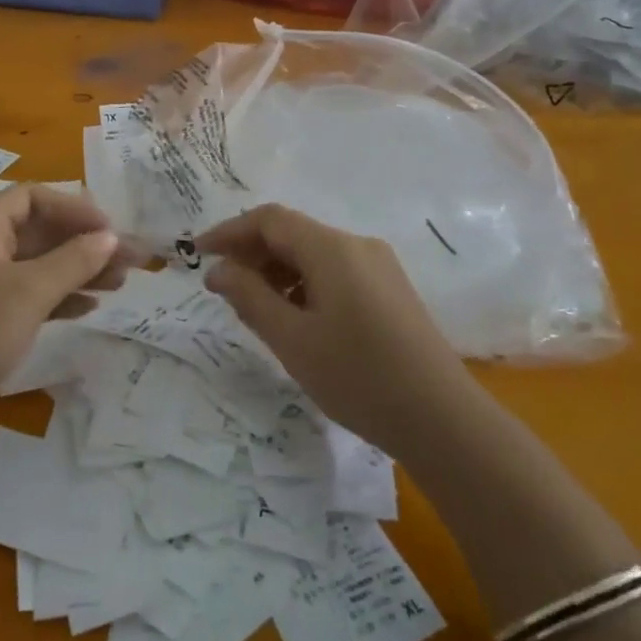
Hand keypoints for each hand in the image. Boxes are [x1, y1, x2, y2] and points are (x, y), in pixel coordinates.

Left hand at [0, 186, 137, 426]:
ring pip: (36, 267)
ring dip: (77, 271)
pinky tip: (89, 307)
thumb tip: (109, 237)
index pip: (31, 198)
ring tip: (120, 283)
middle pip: (38, 233)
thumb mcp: (30, 291)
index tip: (108, 229)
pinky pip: (27, 297)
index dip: (72, 208)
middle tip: (129, 259)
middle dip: (84, 243)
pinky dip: (58, 298)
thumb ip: (73, 260)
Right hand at [197, 204, 473, 455]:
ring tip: (254, 309)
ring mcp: (378, 267)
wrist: (443, 420)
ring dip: (277, 272)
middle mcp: (357, 245)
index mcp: (331, 248)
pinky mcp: (390, 290)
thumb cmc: (358, 377)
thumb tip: (218, 270)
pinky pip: (335, 272)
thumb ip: (249, 297)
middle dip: (252, 254)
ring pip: (313, 254)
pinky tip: (295, 318)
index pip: (269, 220)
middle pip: (292, 233)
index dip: (229, 232)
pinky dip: (304, 284)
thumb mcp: (292, 339)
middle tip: (222, 289)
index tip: (198, 255)